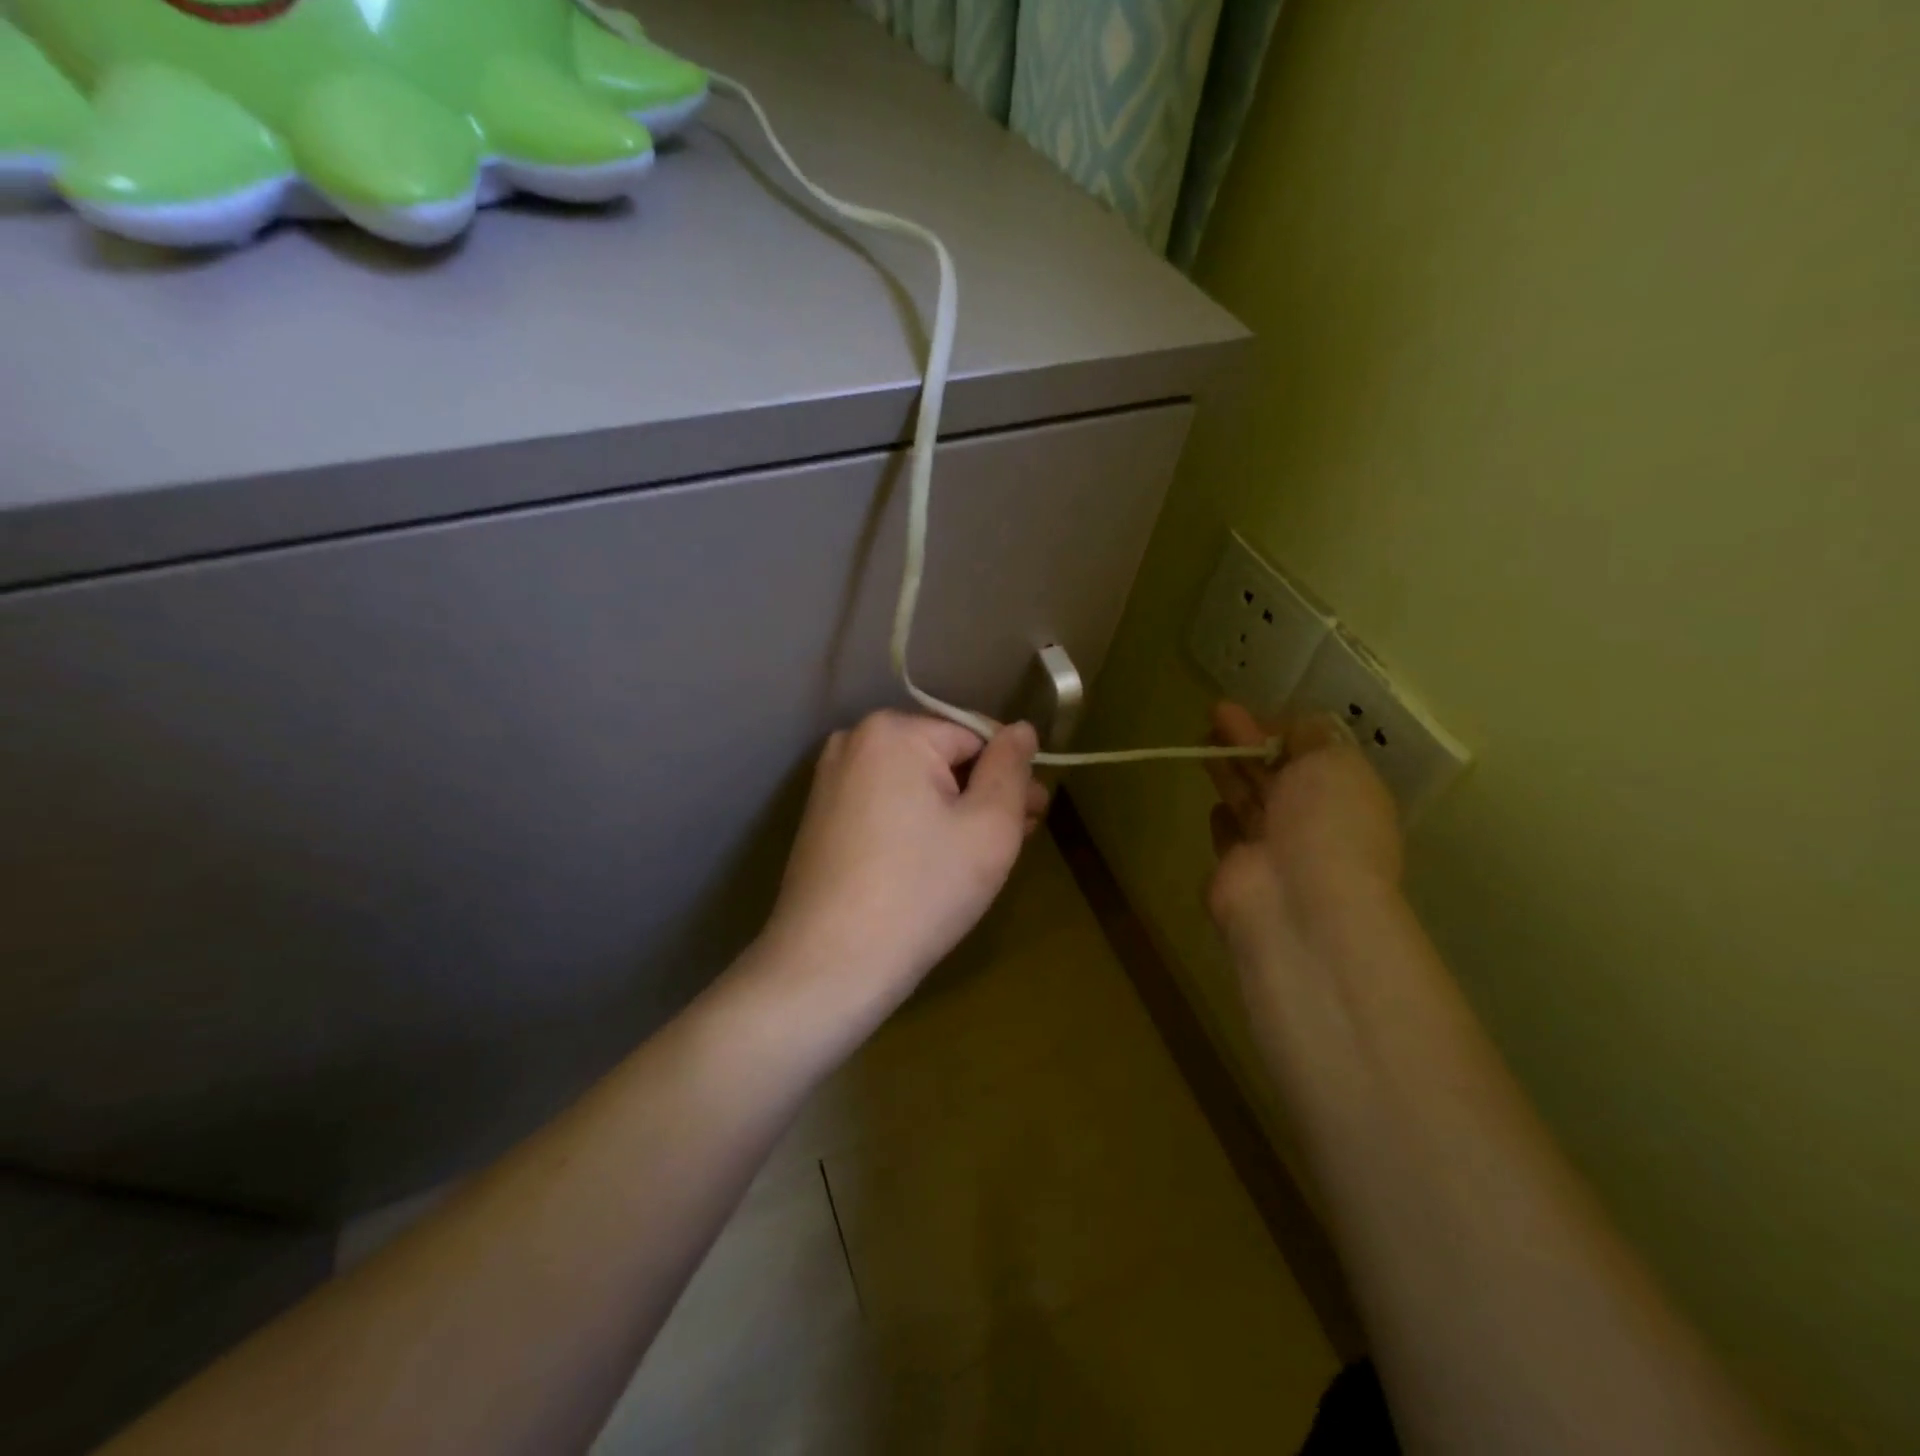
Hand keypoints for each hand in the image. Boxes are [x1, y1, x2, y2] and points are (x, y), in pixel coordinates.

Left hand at [761, 710, 1045, 1021]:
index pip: (976, 736)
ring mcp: (831, 780)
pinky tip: (936, 863)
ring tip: (981, 857)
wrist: (830, 965)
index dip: (1010, 775)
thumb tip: (1021, 729)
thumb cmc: (922, 891)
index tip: (1034, 817)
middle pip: (943, 758)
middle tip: (1016, 840)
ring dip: (954, 811)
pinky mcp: (821, 817)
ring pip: (916, 784)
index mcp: (893, 731)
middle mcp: (855, 741)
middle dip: (984, 794)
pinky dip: (917, 825)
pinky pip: (887, 805)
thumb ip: (1012, 769)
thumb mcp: (989, 827)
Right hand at [1204, 701, 1402, 957]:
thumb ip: (1312, 736)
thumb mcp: (1332, 762)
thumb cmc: (1324, 824)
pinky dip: (1223, 817)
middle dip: (1248, 742)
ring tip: (1202, 742)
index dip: (1280, 728)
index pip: (1313, 753)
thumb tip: (1295, 726)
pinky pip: (1230, 835)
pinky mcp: (1237, 871)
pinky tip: (1213, 802)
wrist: (1296, 902)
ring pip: (1249, 799)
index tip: (1248, 708)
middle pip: (1277, 773)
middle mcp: (1314, 822)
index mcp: (1347, 795)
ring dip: (1230, 770)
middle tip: (1215, 713)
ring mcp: (1274, 849)